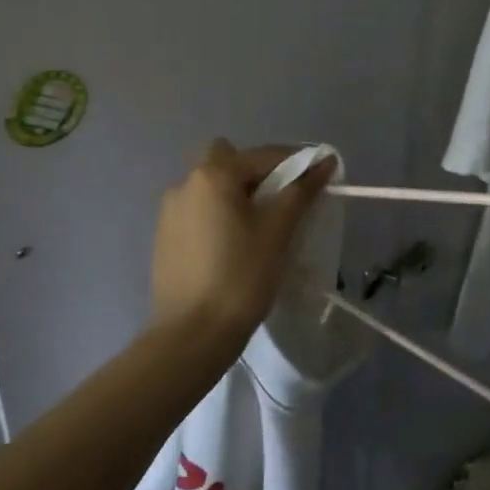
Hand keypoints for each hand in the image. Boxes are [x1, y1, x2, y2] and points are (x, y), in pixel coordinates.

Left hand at [149, 140, 335, 349]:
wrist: (191, 335)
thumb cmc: (241, 277)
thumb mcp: (277, 232)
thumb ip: (301, 191)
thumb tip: (325, 162)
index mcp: (213, 175)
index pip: (264, 155)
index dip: (296, 163)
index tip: (318, 179)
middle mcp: (186, 182)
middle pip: (228, 159)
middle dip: (256, 172)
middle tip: (278, 202)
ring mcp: (170, 209)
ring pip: (210, 185)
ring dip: (235, 193)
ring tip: (258, 227)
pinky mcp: (164, 235)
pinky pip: (198, 209)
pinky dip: (217, 214)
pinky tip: (232, 245)